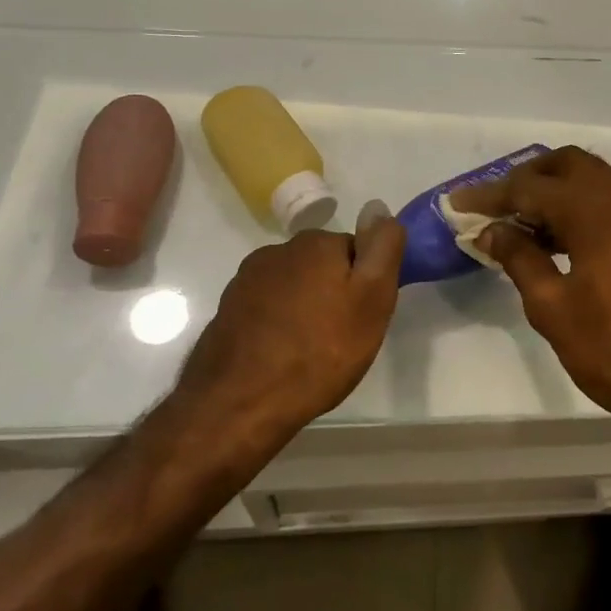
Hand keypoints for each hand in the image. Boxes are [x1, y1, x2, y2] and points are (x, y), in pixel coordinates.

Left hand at [171, 202, 405, 457]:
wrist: (240, 403)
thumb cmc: (320, 352)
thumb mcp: (372, 299)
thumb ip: (382, 248)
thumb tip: (379, 207)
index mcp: (316, 243)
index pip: (355, 250)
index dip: (365, 284)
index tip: (363, 317)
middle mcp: (278, 250)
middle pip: (322, 266)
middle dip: (333, 293)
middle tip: (341, 338)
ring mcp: (247, 280)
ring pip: (293, 286)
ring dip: (304, 308)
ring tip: (309, 351)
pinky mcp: (228, 309)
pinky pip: (266, 308)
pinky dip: (277, 324)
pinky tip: (280, 356)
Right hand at [453, 148, 610, 444]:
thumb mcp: (553, 307)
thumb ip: (520, 258)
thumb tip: (493, 231)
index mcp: (596, 207)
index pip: (530, 186)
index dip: (490, 195)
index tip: (458, 203)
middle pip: (566, 165)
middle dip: (527, 179)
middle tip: (494, 207)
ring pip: (592, 181)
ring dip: (555, 194)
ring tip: (519, 227)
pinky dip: (581, 209)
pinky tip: (558, 242)